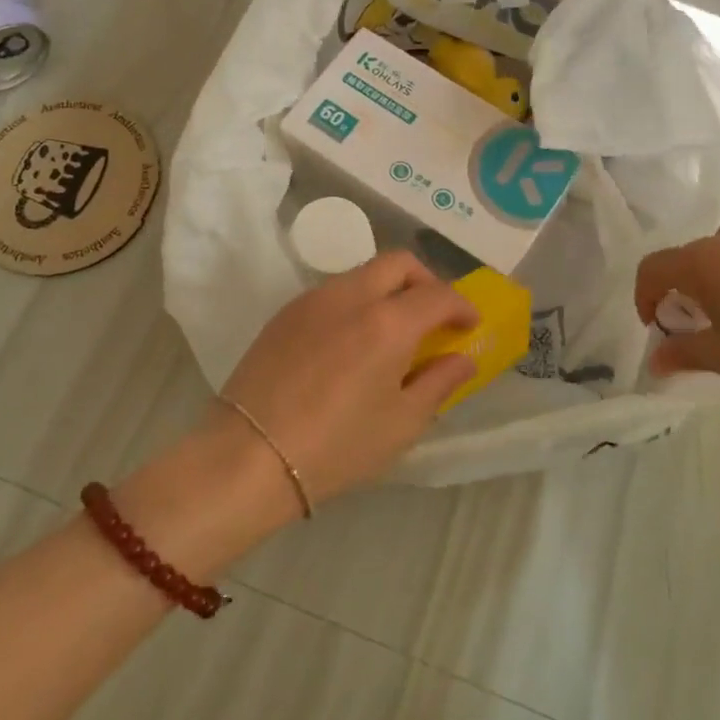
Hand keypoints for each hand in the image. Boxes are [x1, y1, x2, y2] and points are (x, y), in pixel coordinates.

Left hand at [219, 252, 478, 506]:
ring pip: (363, 273)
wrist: (249, 455)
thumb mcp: (402, 423)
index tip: (470, 325)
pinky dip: (356, 303)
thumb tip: (463, 358)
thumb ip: (439, 382)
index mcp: (388, 322)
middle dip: (426, 281)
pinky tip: (351, 343)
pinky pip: (333, 292)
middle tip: (434, 317)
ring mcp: (313, 299)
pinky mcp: (285, 312)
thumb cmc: (336, 446)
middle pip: (399, 263)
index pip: (438, 295)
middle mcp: (352, 295)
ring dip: (388, 290)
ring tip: (392, 332)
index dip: (462, 306)